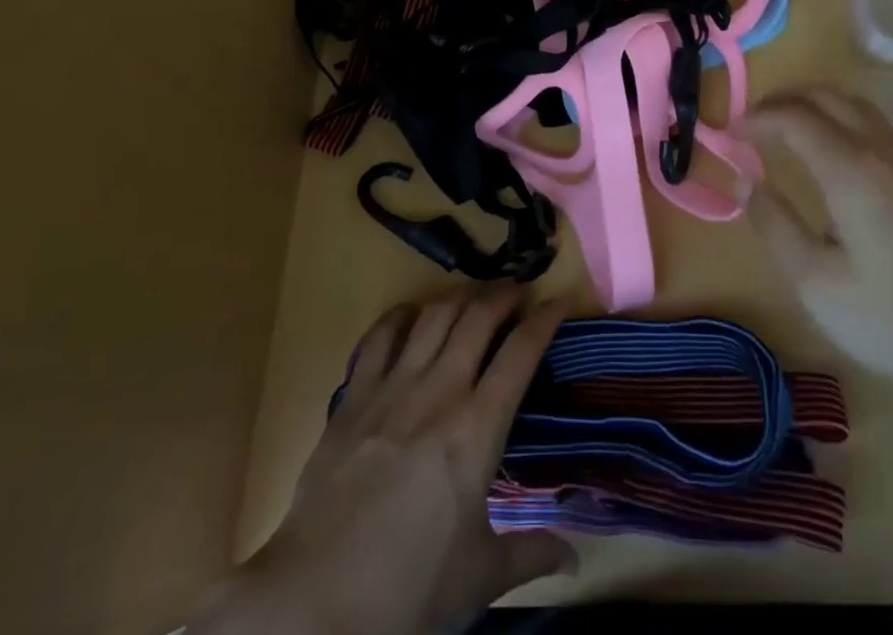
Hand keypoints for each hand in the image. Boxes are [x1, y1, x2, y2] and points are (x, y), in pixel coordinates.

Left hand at [203, 288, 574, 634]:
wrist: (316, 600)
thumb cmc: (409, 587)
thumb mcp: (480, 576)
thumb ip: (532, 554)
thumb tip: (575, 560)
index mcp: (477, 429)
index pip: (521, 353)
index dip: (545, 320)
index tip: (561, 301)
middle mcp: (439, 391)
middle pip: (478, 317)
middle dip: (505, 294)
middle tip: (520, 292)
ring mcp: (392, 387)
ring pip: (434, 314)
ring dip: (461, 296)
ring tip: (475, 297)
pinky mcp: (354, 395)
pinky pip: (380, 336)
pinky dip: (402, 315)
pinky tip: (413, 315)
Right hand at [743, 87, 892, 403]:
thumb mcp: (815, 282)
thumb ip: (773, 225)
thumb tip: (744, 183)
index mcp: (850, 169)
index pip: (793, 118)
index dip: (755, 119)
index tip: (728, 135)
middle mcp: (880, 151)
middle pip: (826, 96)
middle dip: (782, 100)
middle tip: (752, 124)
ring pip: (854, 105)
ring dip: (814, 104)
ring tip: (785, 130)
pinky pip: (873, 124)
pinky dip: (839, 118)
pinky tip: (832, 153)